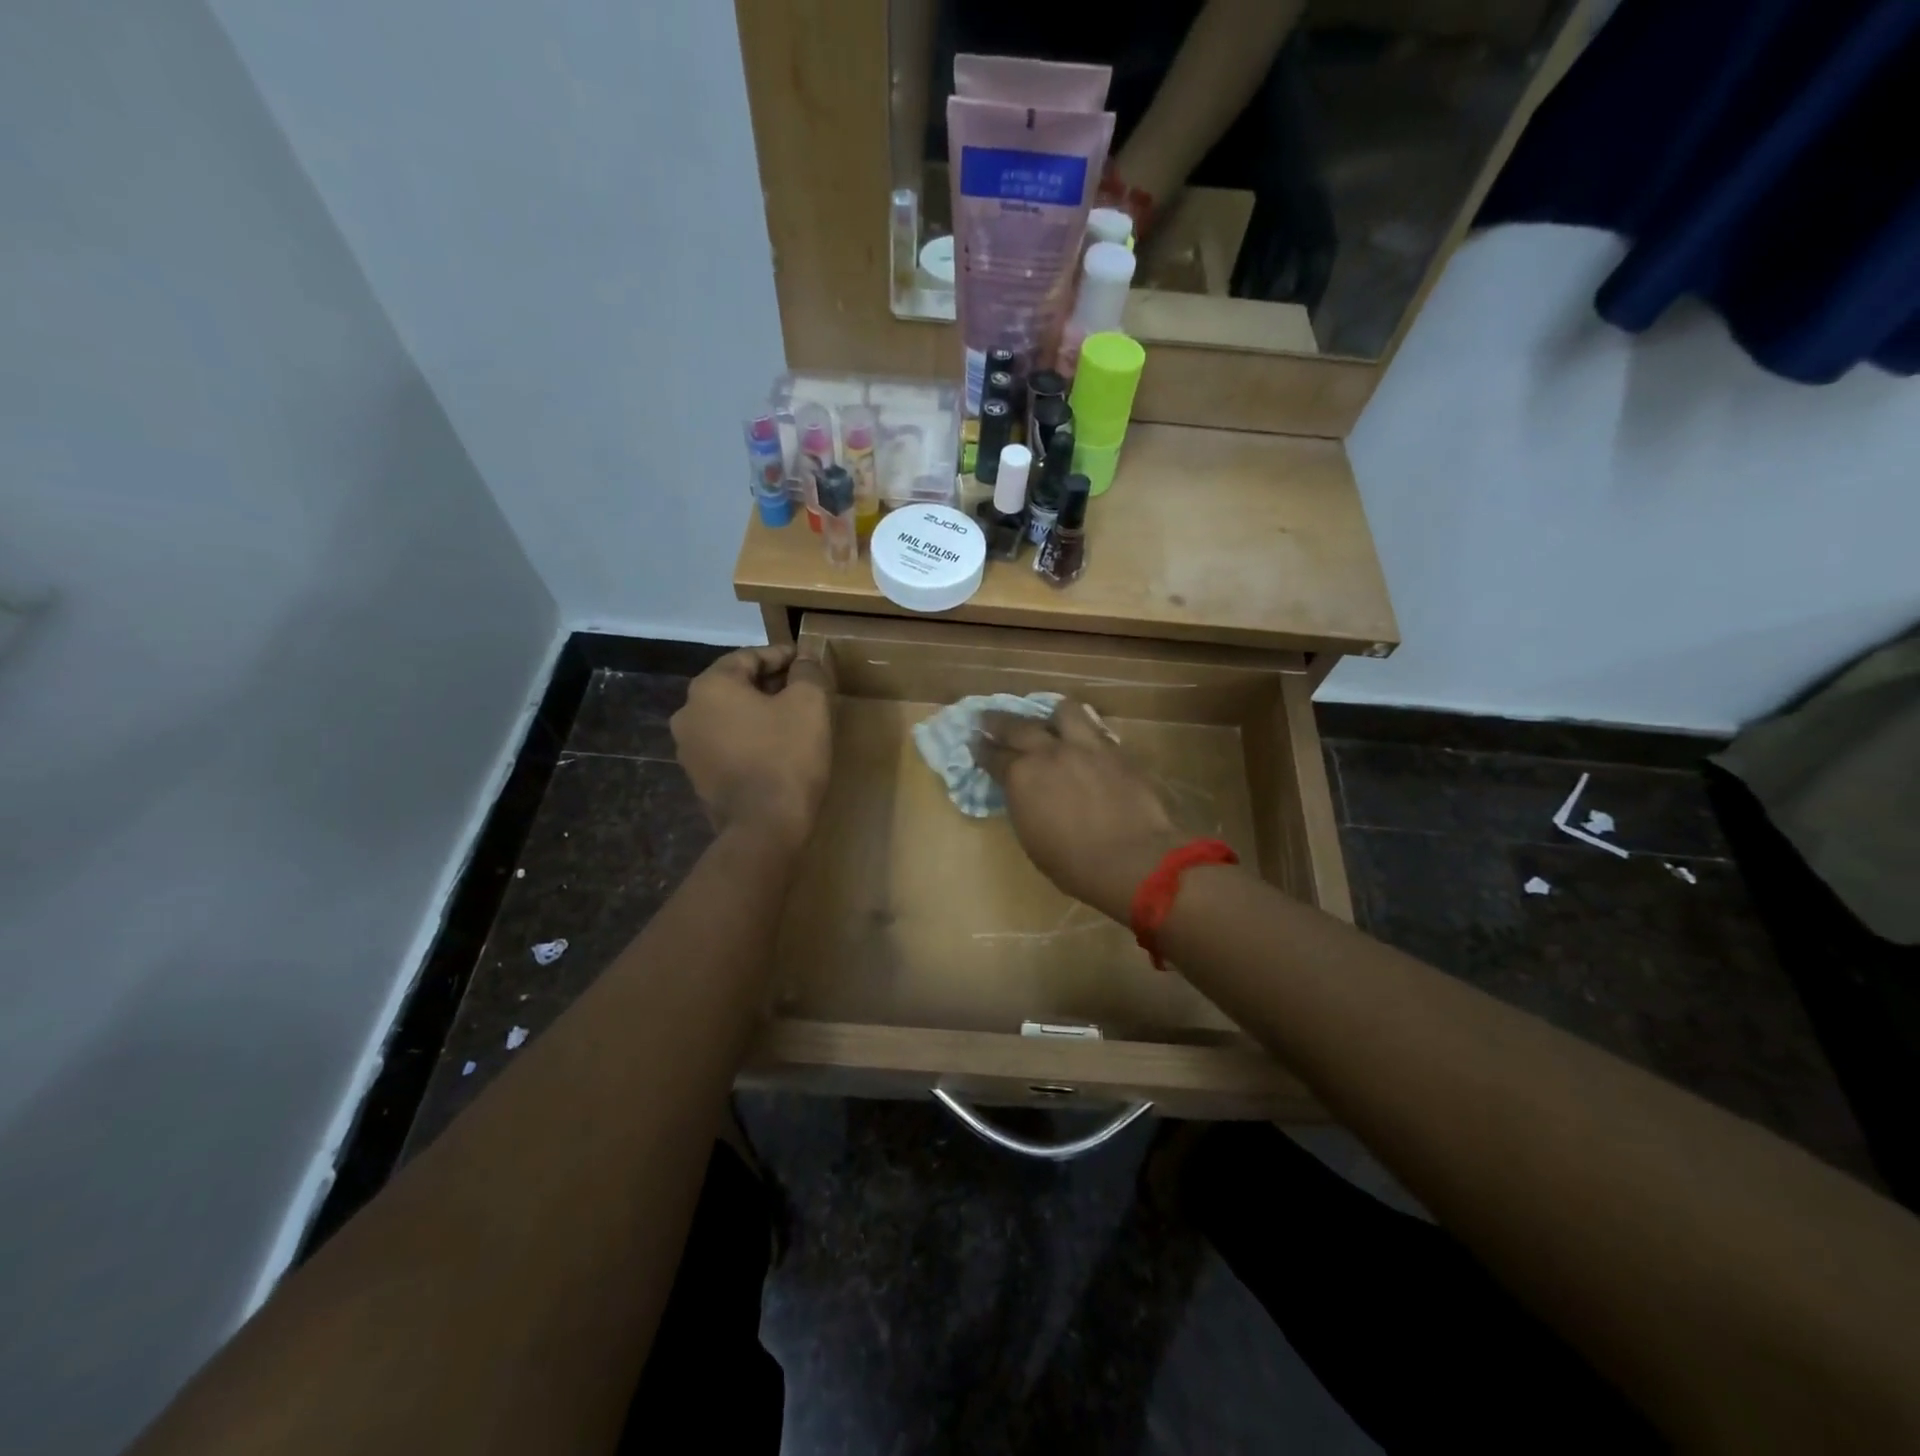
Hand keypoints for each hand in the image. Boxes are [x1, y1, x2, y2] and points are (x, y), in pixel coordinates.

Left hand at [671, 646, 830, 851]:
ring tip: (793, 719)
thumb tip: (806, 660)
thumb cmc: (787, 756)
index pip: (748, 657)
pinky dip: (750, 738)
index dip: (782, 655)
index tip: (807, 660)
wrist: (764, 827)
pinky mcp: (699, 778)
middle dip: (770, 684)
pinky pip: (727, 745)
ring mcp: (689, 749)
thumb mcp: (809, 704)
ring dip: (759, 712)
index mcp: (710, 687)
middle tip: (804, 688)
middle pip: (735, 686)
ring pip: (730, 717)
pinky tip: (777, 748)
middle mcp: (688, 713)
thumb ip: (808, 672)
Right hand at [973, 697, 1183, 922]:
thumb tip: (1023, 793)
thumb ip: (1024, 805)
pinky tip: (1082, 738)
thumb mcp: (1032, 839)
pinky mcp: (1115, 750)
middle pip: (1017, 726)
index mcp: (1021, 777)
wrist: (1133, 859)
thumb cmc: (1075, 864)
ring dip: (1050, 716)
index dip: (981, 750)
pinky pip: (1094, 728)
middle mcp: (1048, 752)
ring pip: (1062, 712)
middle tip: (988, 719)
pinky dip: (1082, 730)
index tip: (975, 744)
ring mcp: (1084, 746)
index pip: (993, 756)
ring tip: (1048, 720)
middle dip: (998, 722)